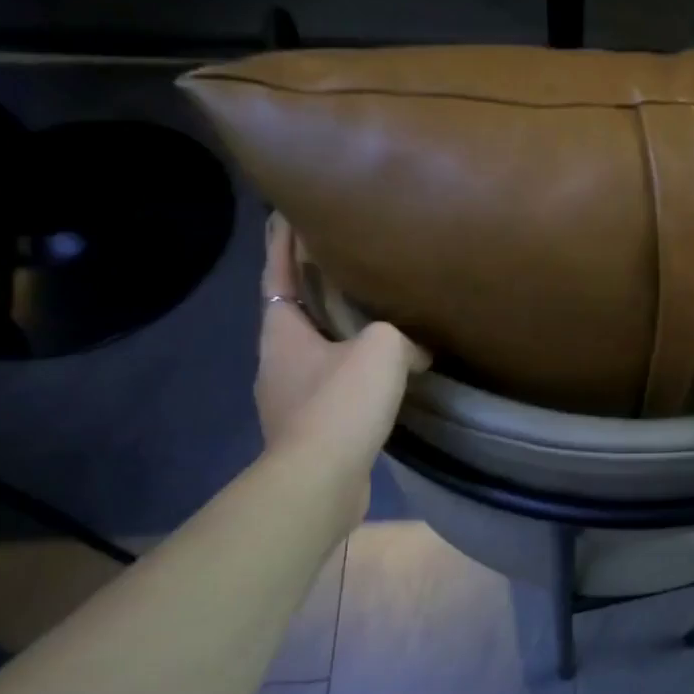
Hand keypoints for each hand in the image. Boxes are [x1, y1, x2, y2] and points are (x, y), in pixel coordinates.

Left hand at [256, 214, 426, 453]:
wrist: (320, 480)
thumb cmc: (340, 403)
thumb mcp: (381, 351)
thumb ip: (400, 335)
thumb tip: (417, 350)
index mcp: (282, 332)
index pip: (277, 272)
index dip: (282, 241)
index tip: (288, 212)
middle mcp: (276, 361)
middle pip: (292, 312)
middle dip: (310, 286)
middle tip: (340, 262)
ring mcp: (288, 398)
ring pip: (312, 352)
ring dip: (332, 333)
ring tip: (366, 319)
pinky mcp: (307, 429)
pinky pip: (329, 386)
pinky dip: (348, 372)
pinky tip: (376, 376)